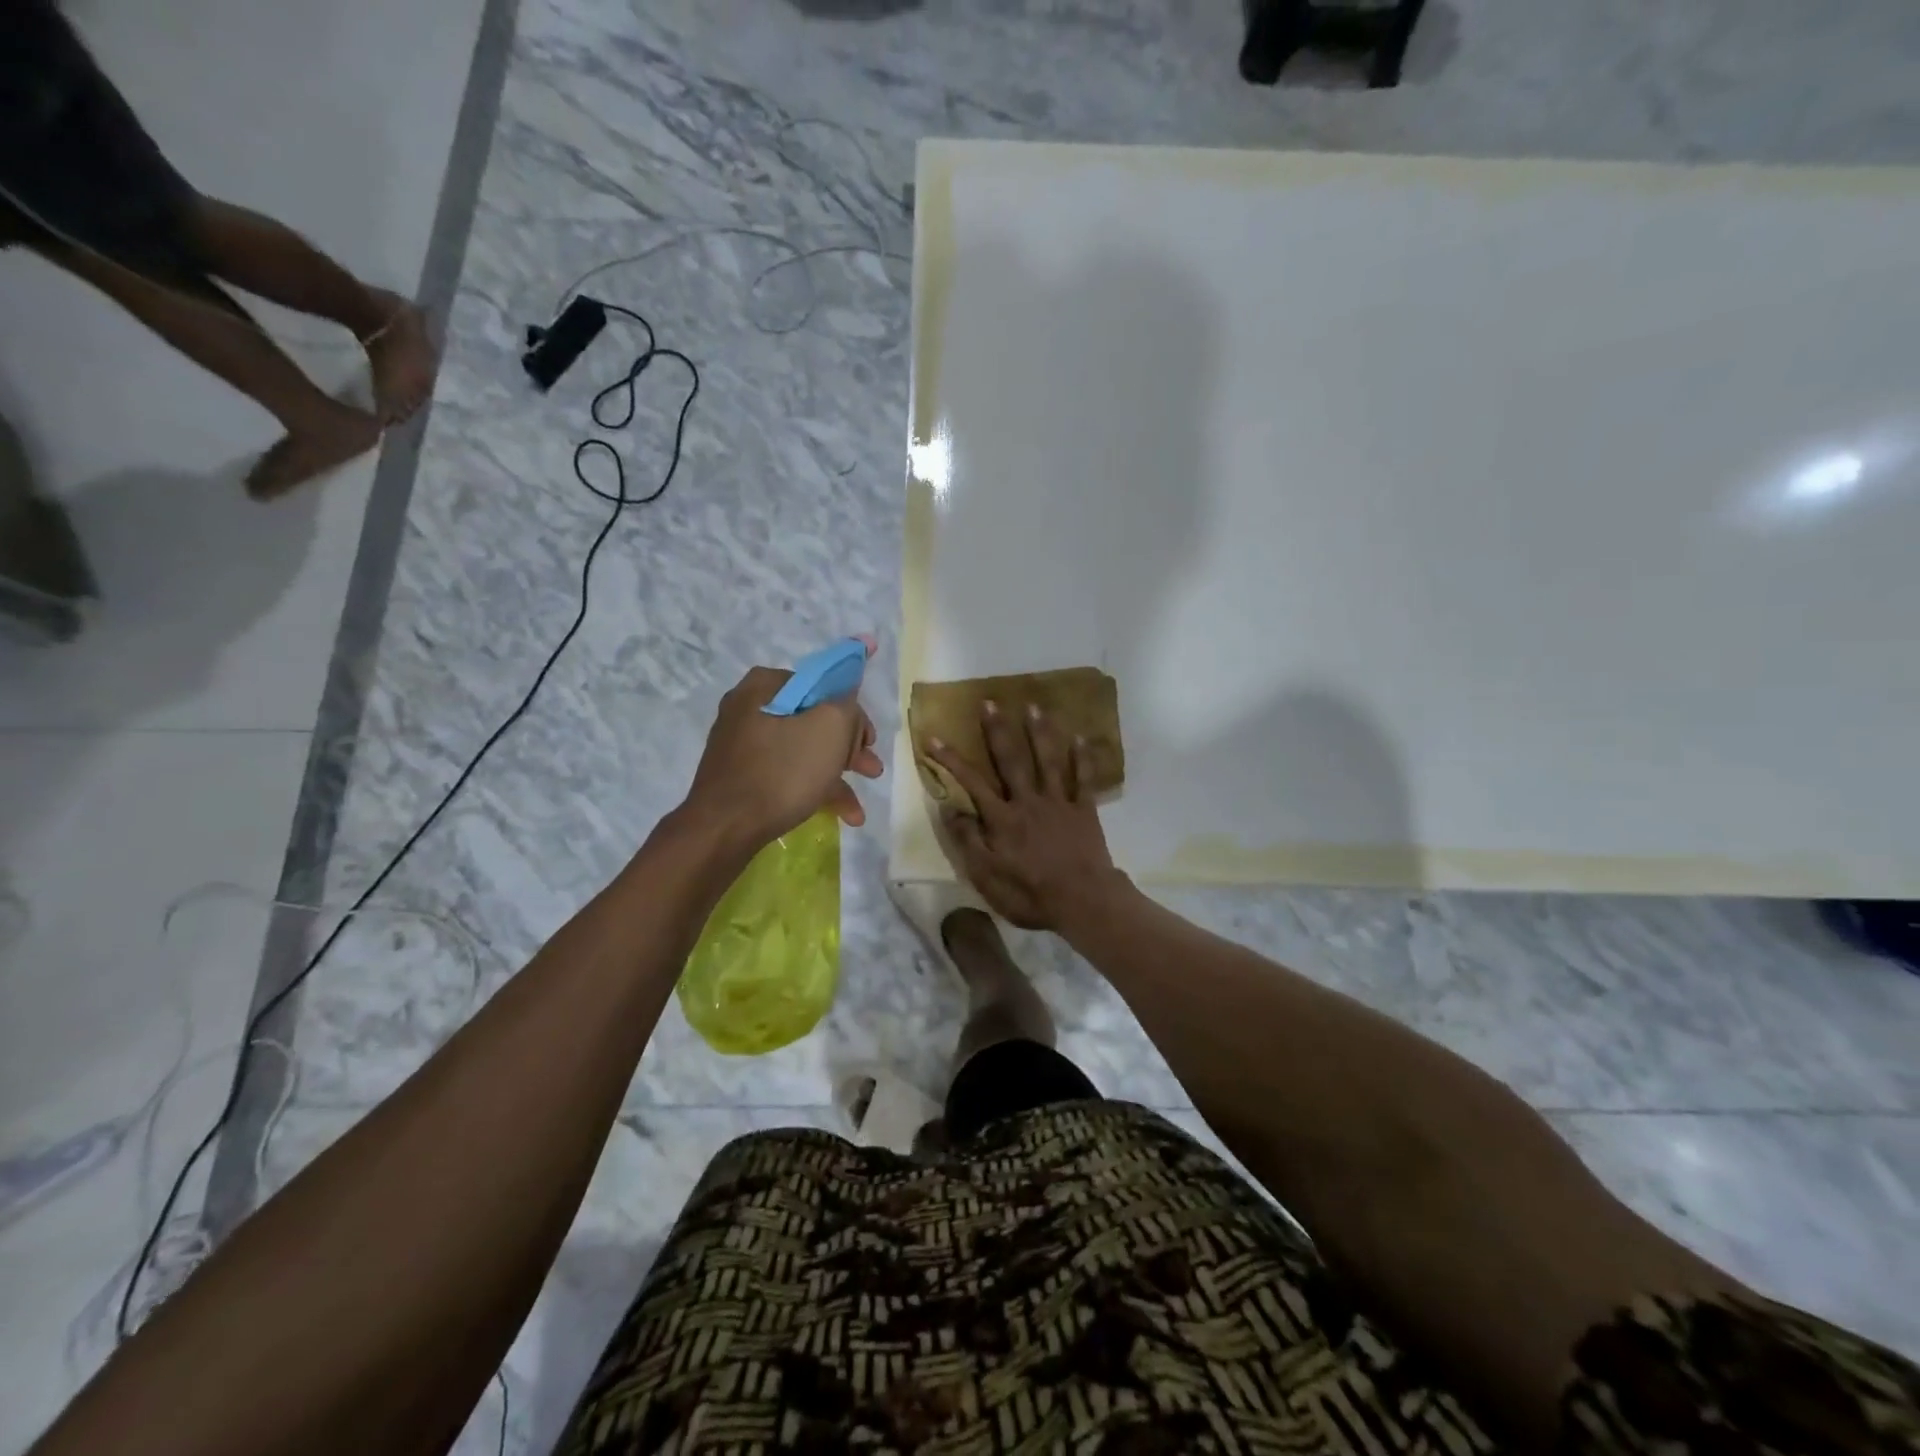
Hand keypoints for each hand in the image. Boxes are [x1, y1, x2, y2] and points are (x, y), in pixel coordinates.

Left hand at [685, 641, 883, 845]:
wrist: (724, 828)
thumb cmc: (782, 771)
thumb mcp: (831, 727)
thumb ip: (848, 705)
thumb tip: (846, 705)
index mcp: (765, 686)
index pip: (822, 685)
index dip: (852, 712)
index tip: (868, 740)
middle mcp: (749, 708)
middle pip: (813, 720)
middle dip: (848, 748)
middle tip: (870, 768)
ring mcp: (743, 745)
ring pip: (802, 750)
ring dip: (836, 774)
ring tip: (859, 807)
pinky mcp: (742, 776)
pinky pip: (786, 773)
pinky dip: (814, 788)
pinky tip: (841, 815)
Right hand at [926, 699, 1126, 930]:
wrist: (1082, 901)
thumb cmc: (1030, 894)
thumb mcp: (986, 876)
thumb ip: (967, 840)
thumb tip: (949, 807)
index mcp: (1002, 818)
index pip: (971, 782)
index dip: (951, 759)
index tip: (933, 737)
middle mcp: (1028, 801)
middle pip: (1011, 760)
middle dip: (998, 730)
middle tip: (990, 702)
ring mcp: (1058, 802)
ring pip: (1048, 761)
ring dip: (1039, 732)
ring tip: (1033, 706)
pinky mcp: (1084, 810)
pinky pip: (1084, 779)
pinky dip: (1082, 757)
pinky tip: (1081, 736)